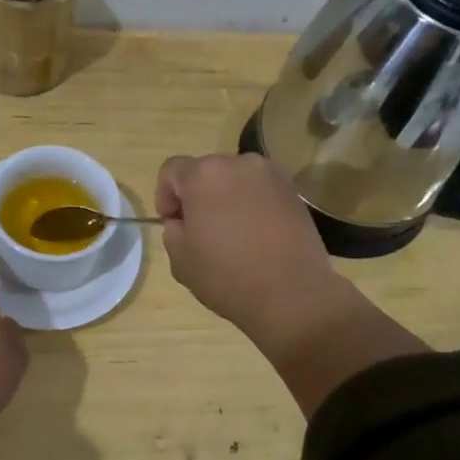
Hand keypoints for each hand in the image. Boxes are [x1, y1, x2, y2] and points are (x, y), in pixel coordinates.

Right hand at [155, 154, 340, 345]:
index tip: (173, 223)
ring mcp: (271, 176)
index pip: (171, 170)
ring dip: (226, 199)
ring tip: (231, 234)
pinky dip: (251, 206)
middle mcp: (239, 164)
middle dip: (197, 196)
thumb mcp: (180, 259)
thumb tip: (184, 222)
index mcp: (204, 175)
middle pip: (206, 171)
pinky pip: (260, 192)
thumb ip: (173, 231)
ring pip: (235, 180)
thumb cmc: (227, 276)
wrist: (292, 295)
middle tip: (200, 230)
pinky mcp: (294, 193)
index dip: (165, 195)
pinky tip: (255, 236)